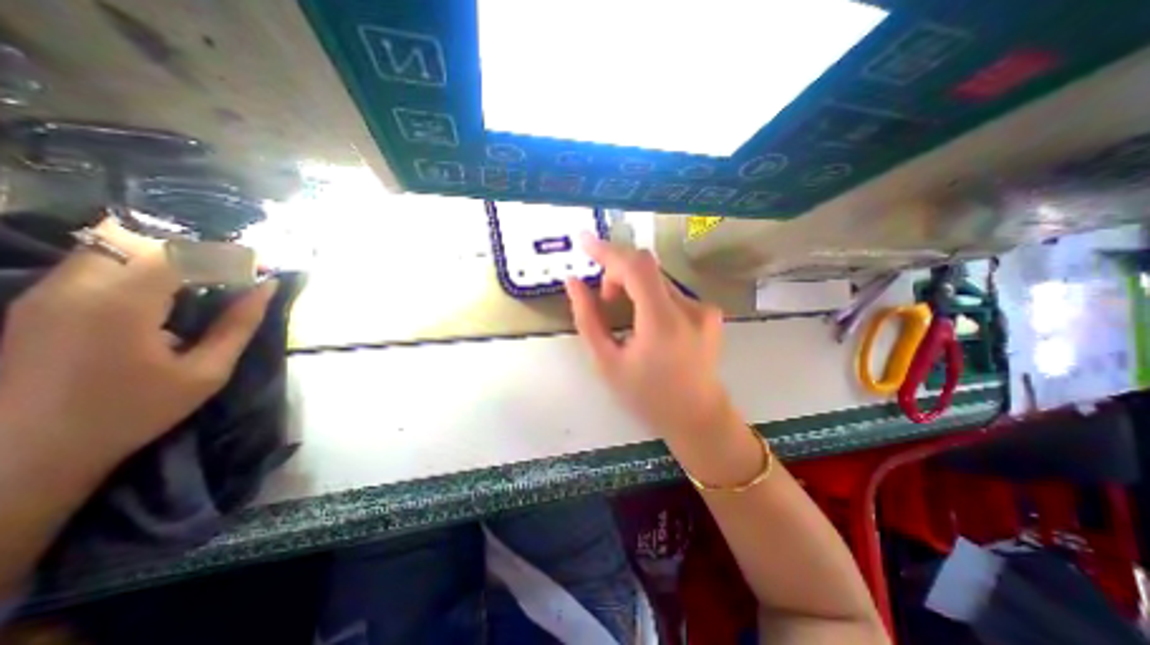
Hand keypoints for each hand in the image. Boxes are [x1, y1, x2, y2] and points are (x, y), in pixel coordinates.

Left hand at [0, 220, 275, 478]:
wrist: (23, 455)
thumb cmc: (132, 413)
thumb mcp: (206, 372)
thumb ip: (239, 324)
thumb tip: (267, 288)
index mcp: (119, 304)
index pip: (179, 252)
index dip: (227, 255)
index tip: (261, 268)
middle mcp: (74, 286)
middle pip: (141, 239)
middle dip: (197, 250)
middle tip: (234, 274)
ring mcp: (47, 292)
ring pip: (114, 245)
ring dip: (169, 256)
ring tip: (207, 282)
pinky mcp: (38, 302)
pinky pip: (98, 263)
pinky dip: (142, 267)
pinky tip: (169, 294)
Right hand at [566, 235, 735, 440]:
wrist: (698, 418)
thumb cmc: (647, 397)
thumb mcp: (607, 362)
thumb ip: (588, 319)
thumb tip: (573, 282)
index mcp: (663, 323)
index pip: (635, 267)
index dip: (608, 250)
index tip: (584, 242)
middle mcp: (690, 308)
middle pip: (646, 268)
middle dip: (617, 274)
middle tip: (604, 301)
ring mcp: (704, 308)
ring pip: (657, 279)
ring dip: (633, 286)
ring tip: (624, 315)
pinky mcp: (710, 311)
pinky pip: (670, 291)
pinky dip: (650, 296)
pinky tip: (646, 323)